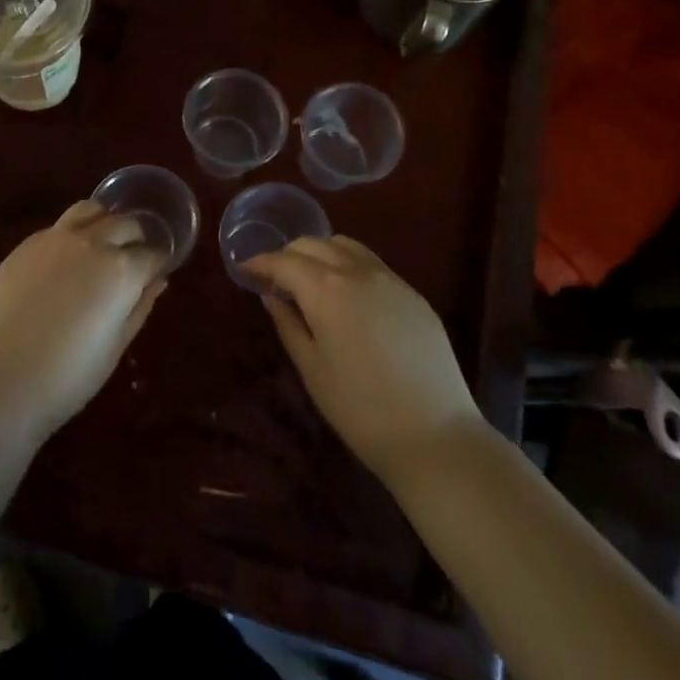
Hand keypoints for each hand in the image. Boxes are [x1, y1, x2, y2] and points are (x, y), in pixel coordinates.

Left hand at [0, 200, 167, 441]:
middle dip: (136, 238)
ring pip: (90, 210)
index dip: (158, 264)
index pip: (153, 254)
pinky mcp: (25, 245)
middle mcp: (92, 242)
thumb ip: (139, 307)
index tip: (155, 274)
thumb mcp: (115, 348)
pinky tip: (64, 261)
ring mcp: (55, 239)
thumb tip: (157, 281)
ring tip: (101, 244)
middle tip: (132, 259)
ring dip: (104, 222)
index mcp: (121, 270)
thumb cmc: (67, 378)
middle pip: (125, 224)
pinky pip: (58, 227)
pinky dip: (71, 235)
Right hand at [242, 236, 481, 480]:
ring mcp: (390, 279)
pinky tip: (347, 295)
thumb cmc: (360, 408)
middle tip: (275, 277)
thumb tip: (271, 295)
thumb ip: (288, 324)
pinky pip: (373, 264)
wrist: (434, 435)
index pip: (285, 261)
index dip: (261, 262)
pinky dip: (349, 265)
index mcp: (326, 288)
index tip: (245, 270)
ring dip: (321, 253)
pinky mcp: (414, 294)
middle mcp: (358, 271)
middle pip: (315, 244)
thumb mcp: (312, 369)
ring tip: (310, 280)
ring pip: (347, 246)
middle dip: (289, 254)